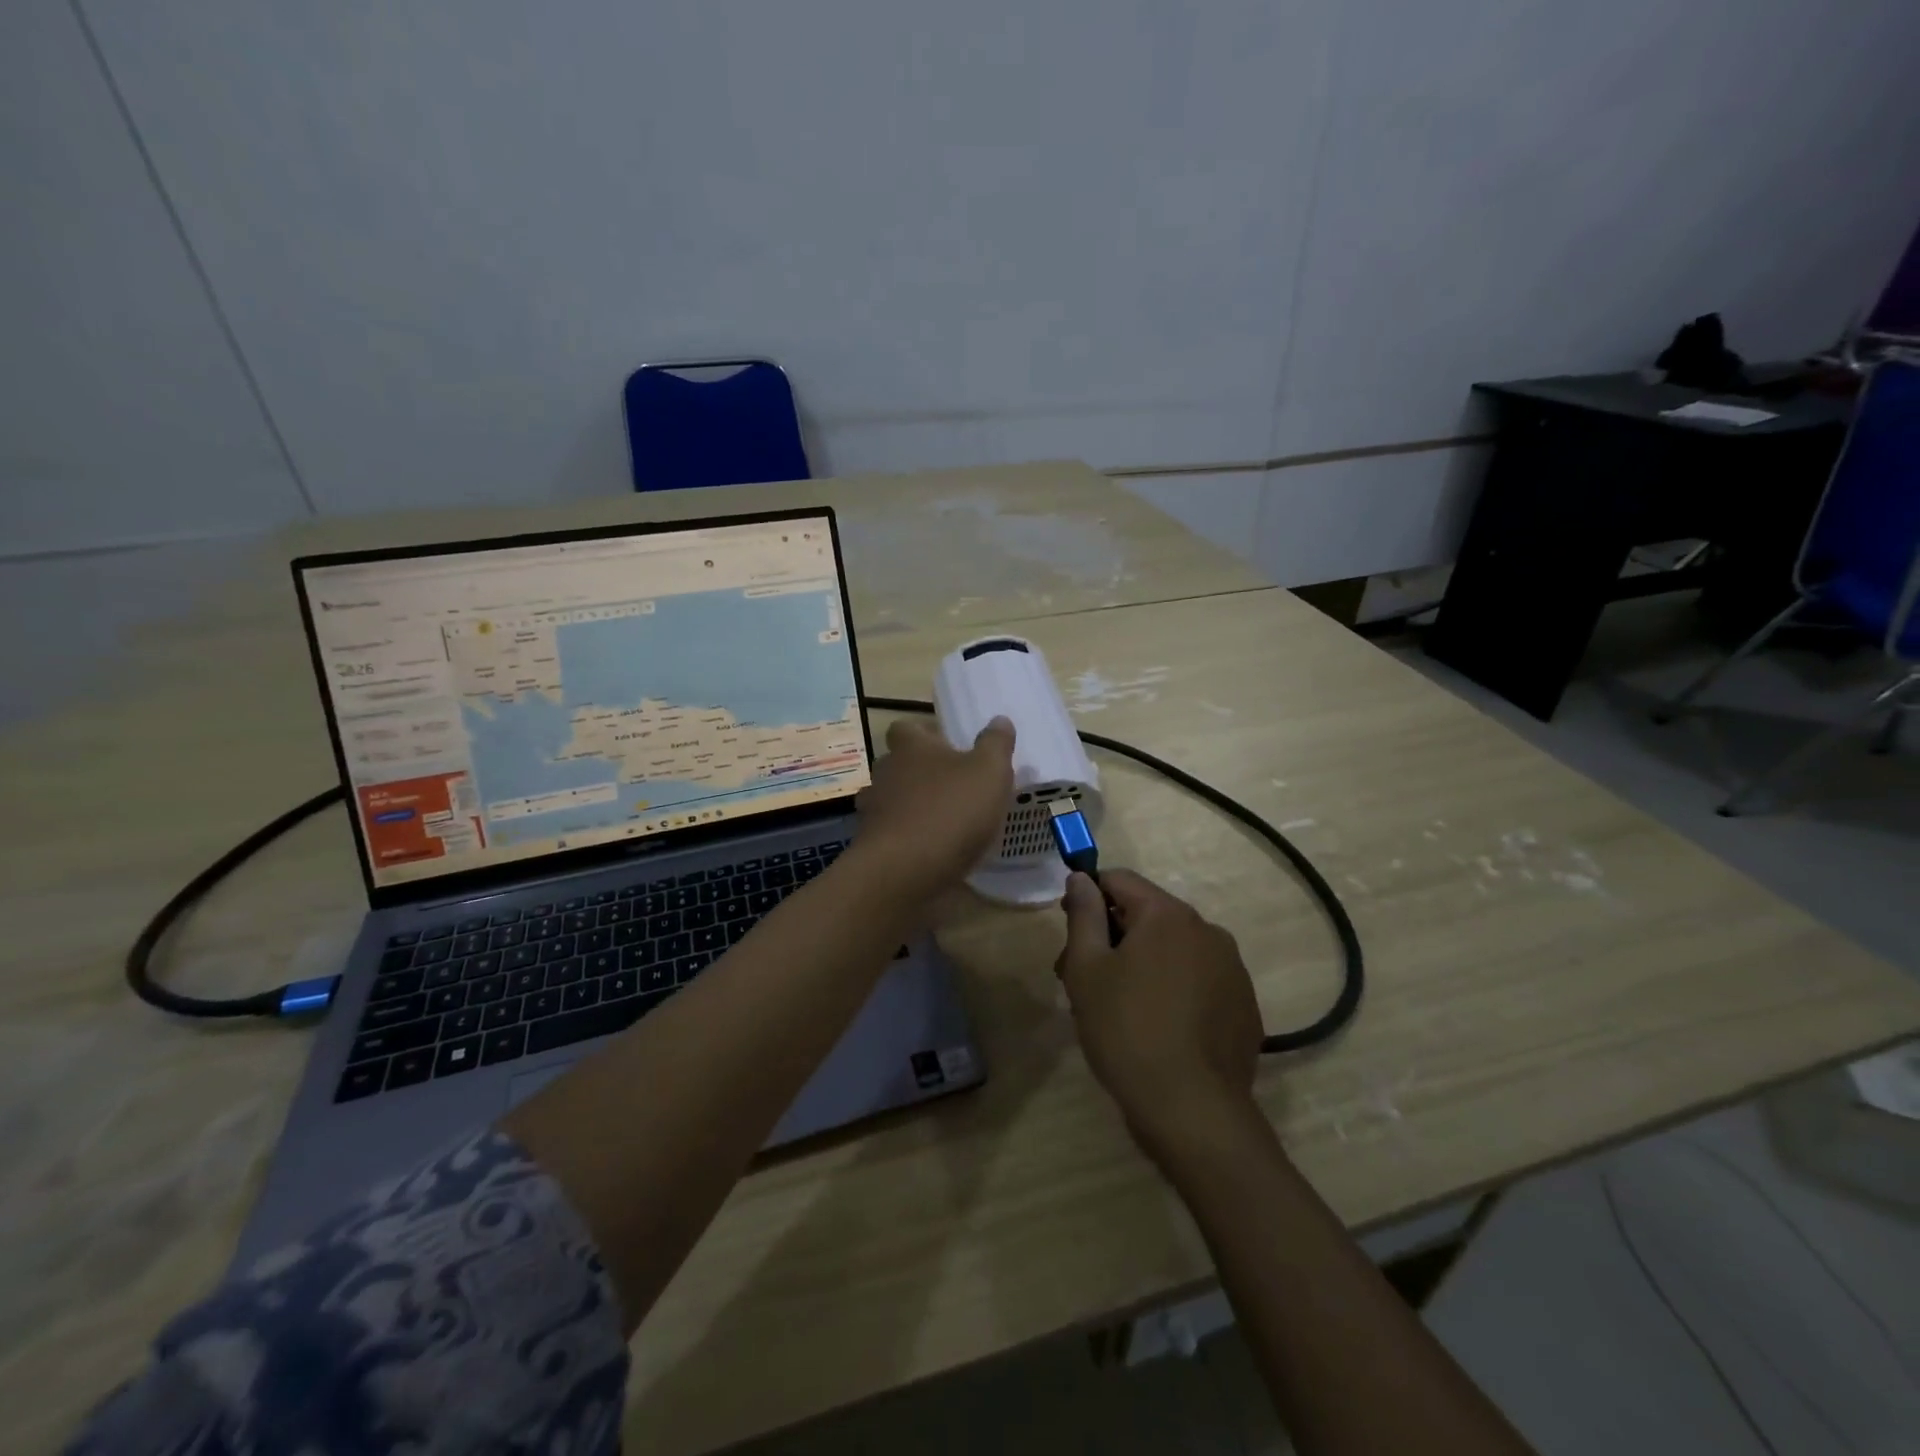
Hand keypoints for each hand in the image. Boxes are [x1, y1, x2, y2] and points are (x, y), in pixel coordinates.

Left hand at [853, 715, 1014, 899]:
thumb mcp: (989, 772)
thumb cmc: (950, 811)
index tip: (946, 745)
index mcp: (911, 747)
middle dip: (920, 772)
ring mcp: (873, 811)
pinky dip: (908, 838)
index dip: (924, 733)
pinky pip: (891, 834)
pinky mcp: (871, 846)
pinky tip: (931, 851)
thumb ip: (995, 744)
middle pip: (898, 764)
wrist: (904, 871)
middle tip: (952, 785)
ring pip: (892, 800)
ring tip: (943, 821)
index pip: (906, 728)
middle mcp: (885, 773)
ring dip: (912, 807)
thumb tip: (999, 720)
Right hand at [1055, 869, 1263, 1159]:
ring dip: (1143, 962)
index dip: (1089, 896)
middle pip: (1148, 915)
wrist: (1193, 1112)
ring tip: (1119, 1008)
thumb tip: (1082, 877)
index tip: (1071, 931)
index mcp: (1168, 915)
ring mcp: (1232, 968)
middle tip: (1083, 979)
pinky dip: (1174, 989)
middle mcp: (1207, 930)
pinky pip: (1199, 979)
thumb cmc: (1126, 1031)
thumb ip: (1083, 915)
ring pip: (1174, 948)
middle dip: (1113, 936)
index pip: (1120, 880)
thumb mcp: (1087, 970)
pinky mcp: (1244, 1005)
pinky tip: (1158, 1028)